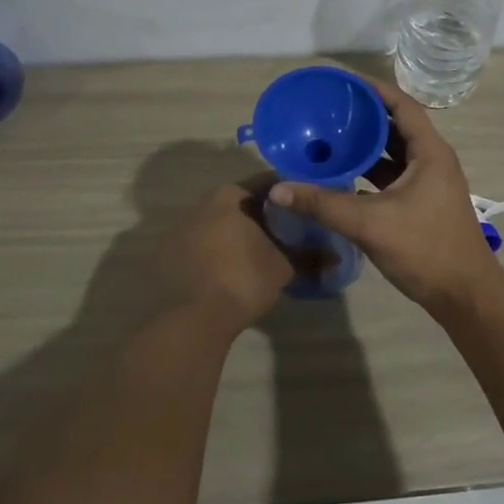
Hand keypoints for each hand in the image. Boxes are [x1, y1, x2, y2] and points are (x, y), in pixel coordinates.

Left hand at [162, 178, 295, 337]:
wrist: (192, 320)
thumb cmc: (242, 279)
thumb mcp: (283, 266)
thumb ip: (309, 256)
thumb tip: (335, 256)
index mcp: (229, 196)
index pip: (266, 184)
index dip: (288, 195)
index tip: (304, 208)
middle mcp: (201, 204)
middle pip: (240, 203)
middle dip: (262, 215)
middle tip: (285, 232)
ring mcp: (180, 230)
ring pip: (219, 225)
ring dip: (237, 235)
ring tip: (260, 255)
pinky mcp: (168, 257)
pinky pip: (202, 246)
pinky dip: (218, 253)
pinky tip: (231, 272)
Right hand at [267, 76, 501, 314]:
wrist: (465, 296)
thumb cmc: (425, 249)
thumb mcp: (370, 224)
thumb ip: (323, 205)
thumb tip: (278, 189)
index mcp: (429, 152)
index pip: (402, 105)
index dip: (374, 90)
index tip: (343, 82)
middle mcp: (431, 161)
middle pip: (396, 126)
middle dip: (364, 116)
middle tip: (329, 109)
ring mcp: (428, 184)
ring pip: (394, 153)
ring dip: (366, 146)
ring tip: (331, 137)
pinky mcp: (422, 204)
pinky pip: (392, 176)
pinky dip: (370, 171)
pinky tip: (343, 175)